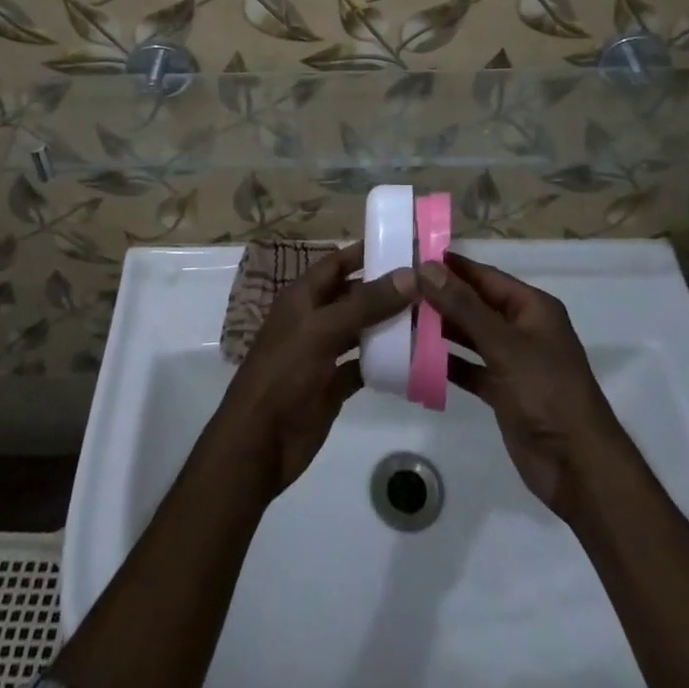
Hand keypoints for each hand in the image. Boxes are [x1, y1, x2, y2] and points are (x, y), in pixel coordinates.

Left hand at [208, 244, 415, 502]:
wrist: (259, 444)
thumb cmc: (284, 373)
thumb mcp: (323, 330)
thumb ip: (367, 303)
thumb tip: (411, 274)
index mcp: (303, 296)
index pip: (338, 262)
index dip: (366, 251)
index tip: (405, 244)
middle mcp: (314, 319)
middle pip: (354, 295)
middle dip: (386, 289)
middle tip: (429, 284)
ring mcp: (324, 353)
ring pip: (362, 330)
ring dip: (389, 324)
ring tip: (429, 316)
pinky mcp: (333, 385)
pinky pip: (364, 365)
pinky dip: (385, 361)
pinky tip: (413, 358)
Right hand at [416, 253, 631, 518]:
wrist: (578, 468)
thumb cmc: (546, 392)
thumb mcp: (503, 344)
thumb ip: (463, 306)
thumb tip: (426, 268)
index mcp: (532, 307)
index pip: (485, 276)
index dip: (451, 267)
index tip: (413, 256)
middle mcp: (522, 328)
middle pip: (476, 304)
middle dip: (441, 298)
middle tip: (398, 290)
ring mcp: (513, 361)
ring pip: (470, 336)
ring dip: (441, 330)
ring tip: (400, 319)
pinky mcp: (503, 391)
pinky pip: (470, 368)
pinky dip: (447, 363)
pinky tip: (416, 360)